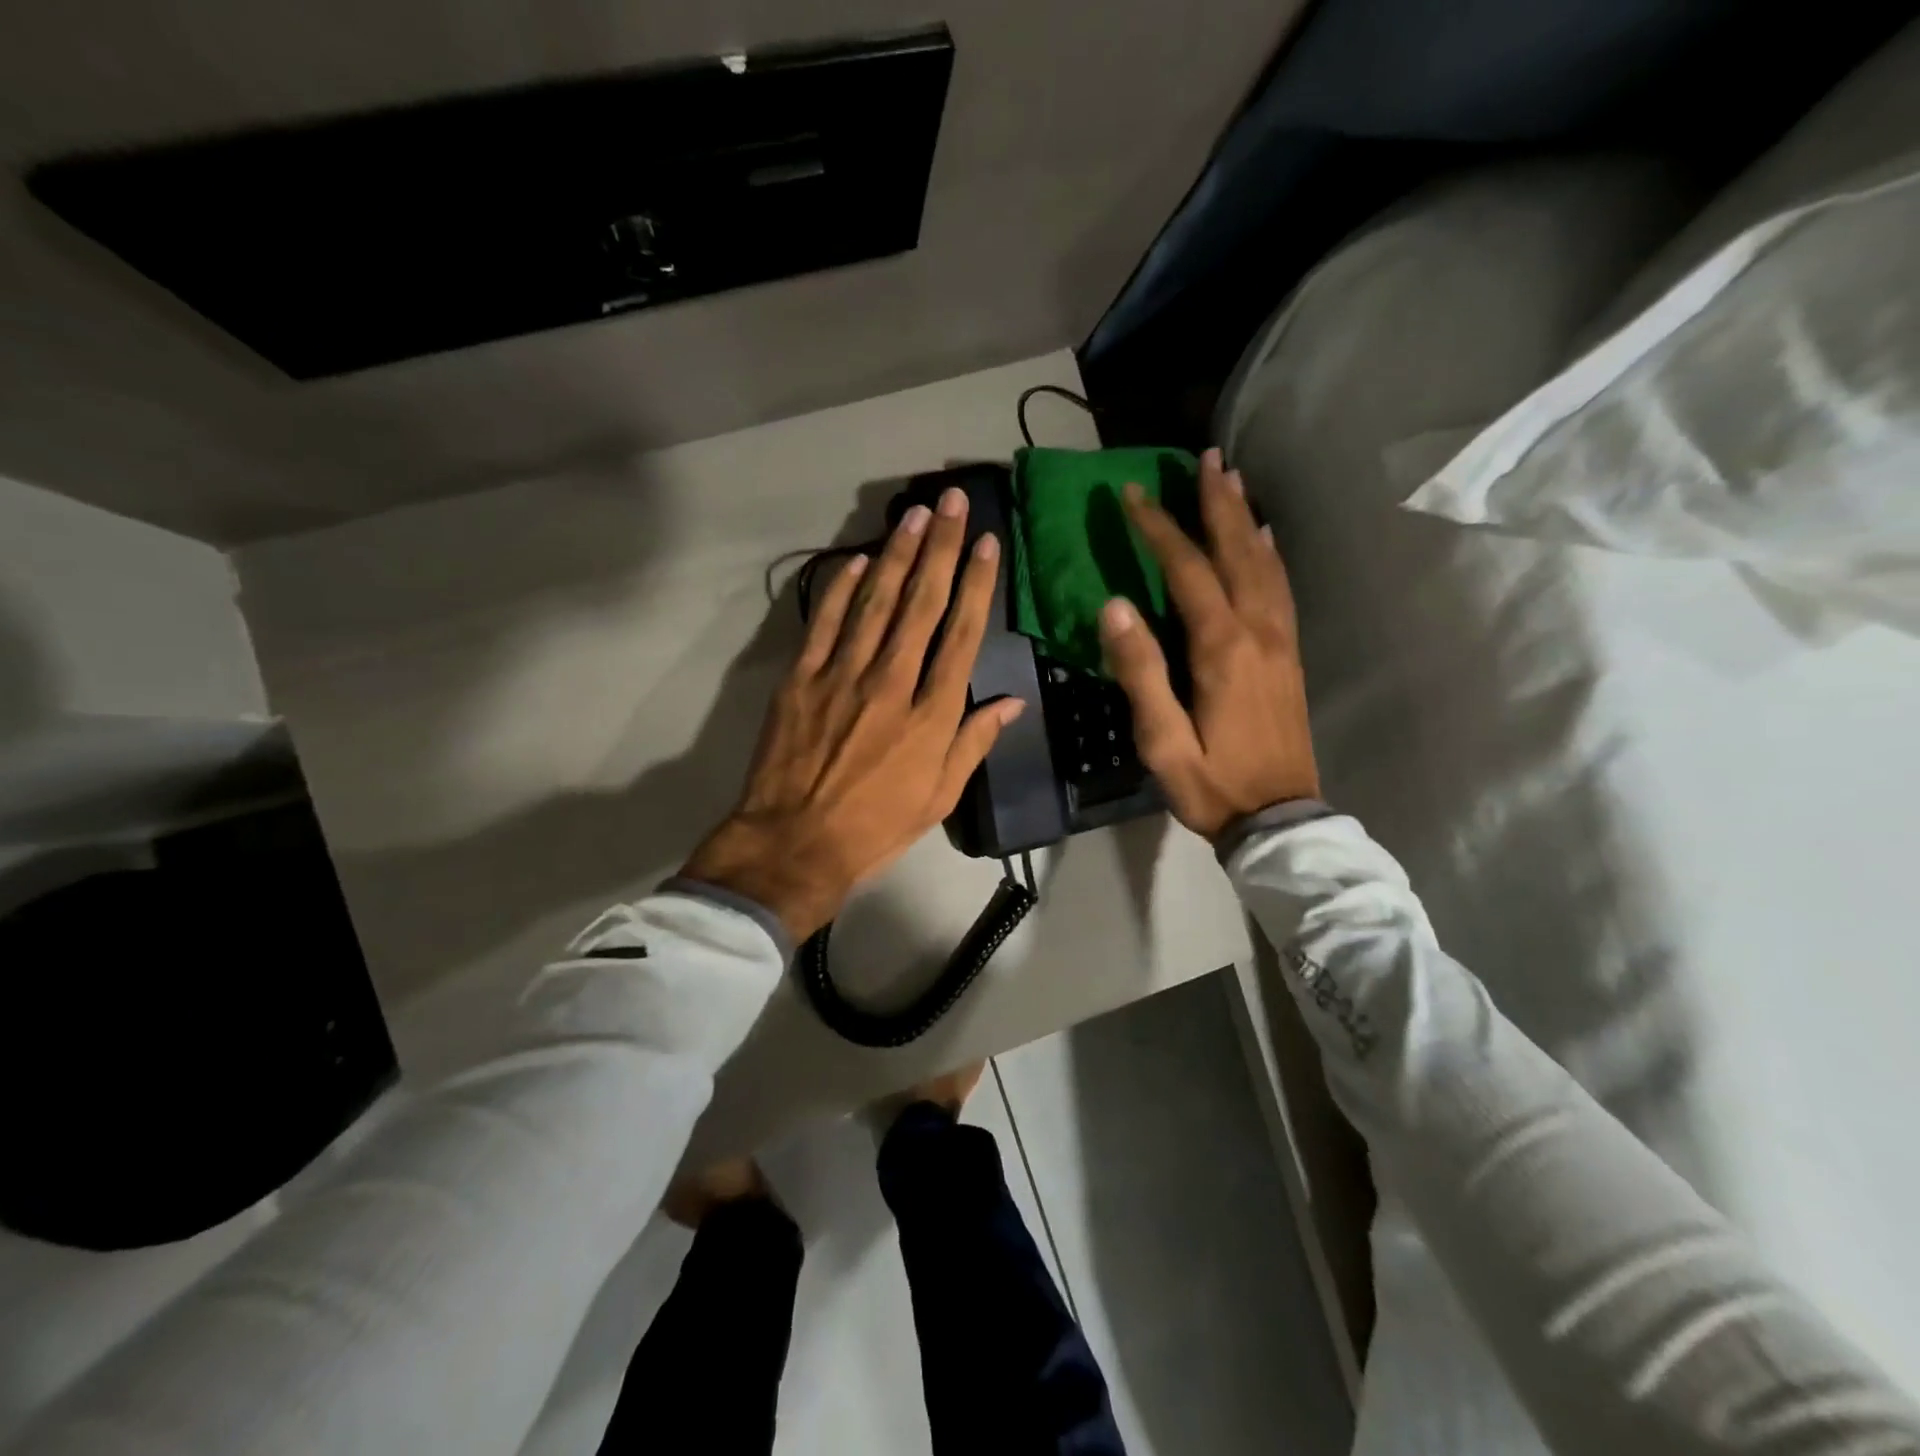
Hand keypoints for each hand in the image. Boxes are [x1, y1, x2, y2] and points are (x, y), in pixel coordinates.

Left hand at [683, 487, 1024, 941]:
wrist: (795, 843)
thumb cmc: (877, 827)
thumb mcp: (940, 797)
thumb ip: (974, 743)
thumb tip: (1011, 702)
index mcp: (931, 715)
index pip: (962, 635)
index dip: (977, 584)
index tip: (987, 544)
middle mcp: (891, 682)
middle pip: (920, 604)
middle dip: (940, 549)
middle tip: (951, 503)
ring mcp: (842, 676)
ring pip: (874, 602)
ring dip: (895, 554)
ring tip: (914, 515)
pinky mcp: (802, 679)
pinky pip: (824, 623)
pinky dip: (839, 588)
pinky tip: (855, 559)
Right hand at [1100, 448, 1319, 840]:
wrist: (1280, 819)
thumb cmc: (1212, 784)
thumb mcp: (1162, 741)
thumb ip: (1140, 672)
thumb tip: (1114, 607)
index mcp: (1222, 649)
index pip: (1187, 571)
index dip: (1158, 529)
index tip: (1131, 494)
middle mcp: (1258, 632)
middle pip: (1237, 552)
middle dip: (1216, 504)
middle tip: (1205, 459)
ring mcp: (1281, 642)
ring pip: (1265, 564)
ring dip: (1246, 519)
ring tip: (1232, 481)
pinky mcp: (1290, 656)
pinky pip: (1281, 590)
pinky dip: (1271, 555)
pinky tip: (1266, 539)